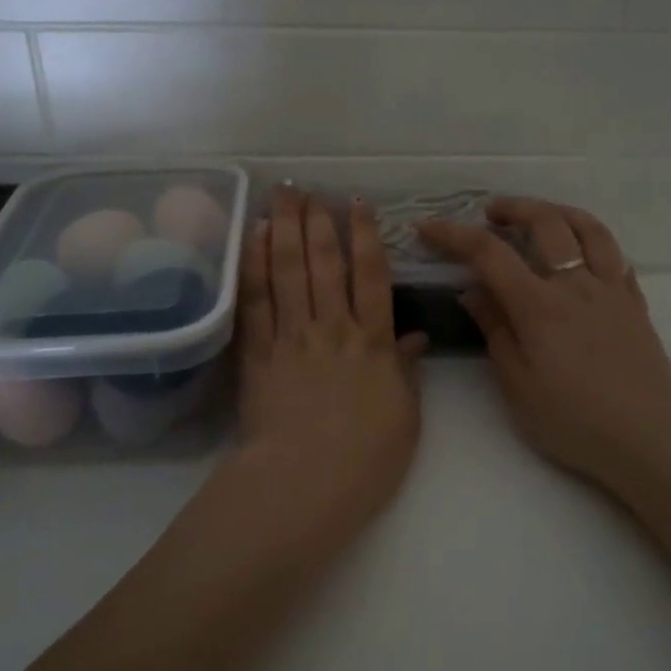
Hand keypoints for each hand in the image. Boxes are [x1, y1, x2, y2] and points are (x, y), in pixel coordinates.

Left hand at [234, 189, 427, 527]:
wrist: (305, 484)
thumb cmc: (365, 459)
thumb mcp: (405, 417)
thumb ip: (406, 372)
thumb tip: (416, 338)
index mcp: (372, 343)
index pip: (371, 277)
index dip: (365, 236)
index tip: (357, 204)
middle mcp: (332, 328)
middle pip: (324, 263)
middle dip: (317, 220)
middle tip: (308, 187)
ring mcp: (291, 338)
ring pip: (288, 271)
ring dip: (285, 228)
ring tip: (282, 195)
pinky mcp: (258, 354)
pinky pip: (256, 301)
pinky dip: (255, 265)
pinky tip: (254, 237)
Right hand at [417, 199, 670, 497]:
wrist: (646, 441)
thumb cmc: (572, 421)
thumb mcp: (517, 385)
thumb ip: (495, 331)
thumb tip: (473, 291)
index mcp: (539, 306)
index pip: (489, 254)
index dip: (454, 234)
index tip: (428, 227)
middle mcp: (577, 285)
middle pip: (545, 223)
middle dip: (513, 209)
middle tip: (491, 213)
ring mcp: (612, 290)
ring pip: (589, 229)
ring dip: (558, 212)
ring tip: (540, 215)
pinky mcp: (636, 304)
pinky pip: (616, 255)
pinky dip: (594, 239)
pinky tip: (584, 250)